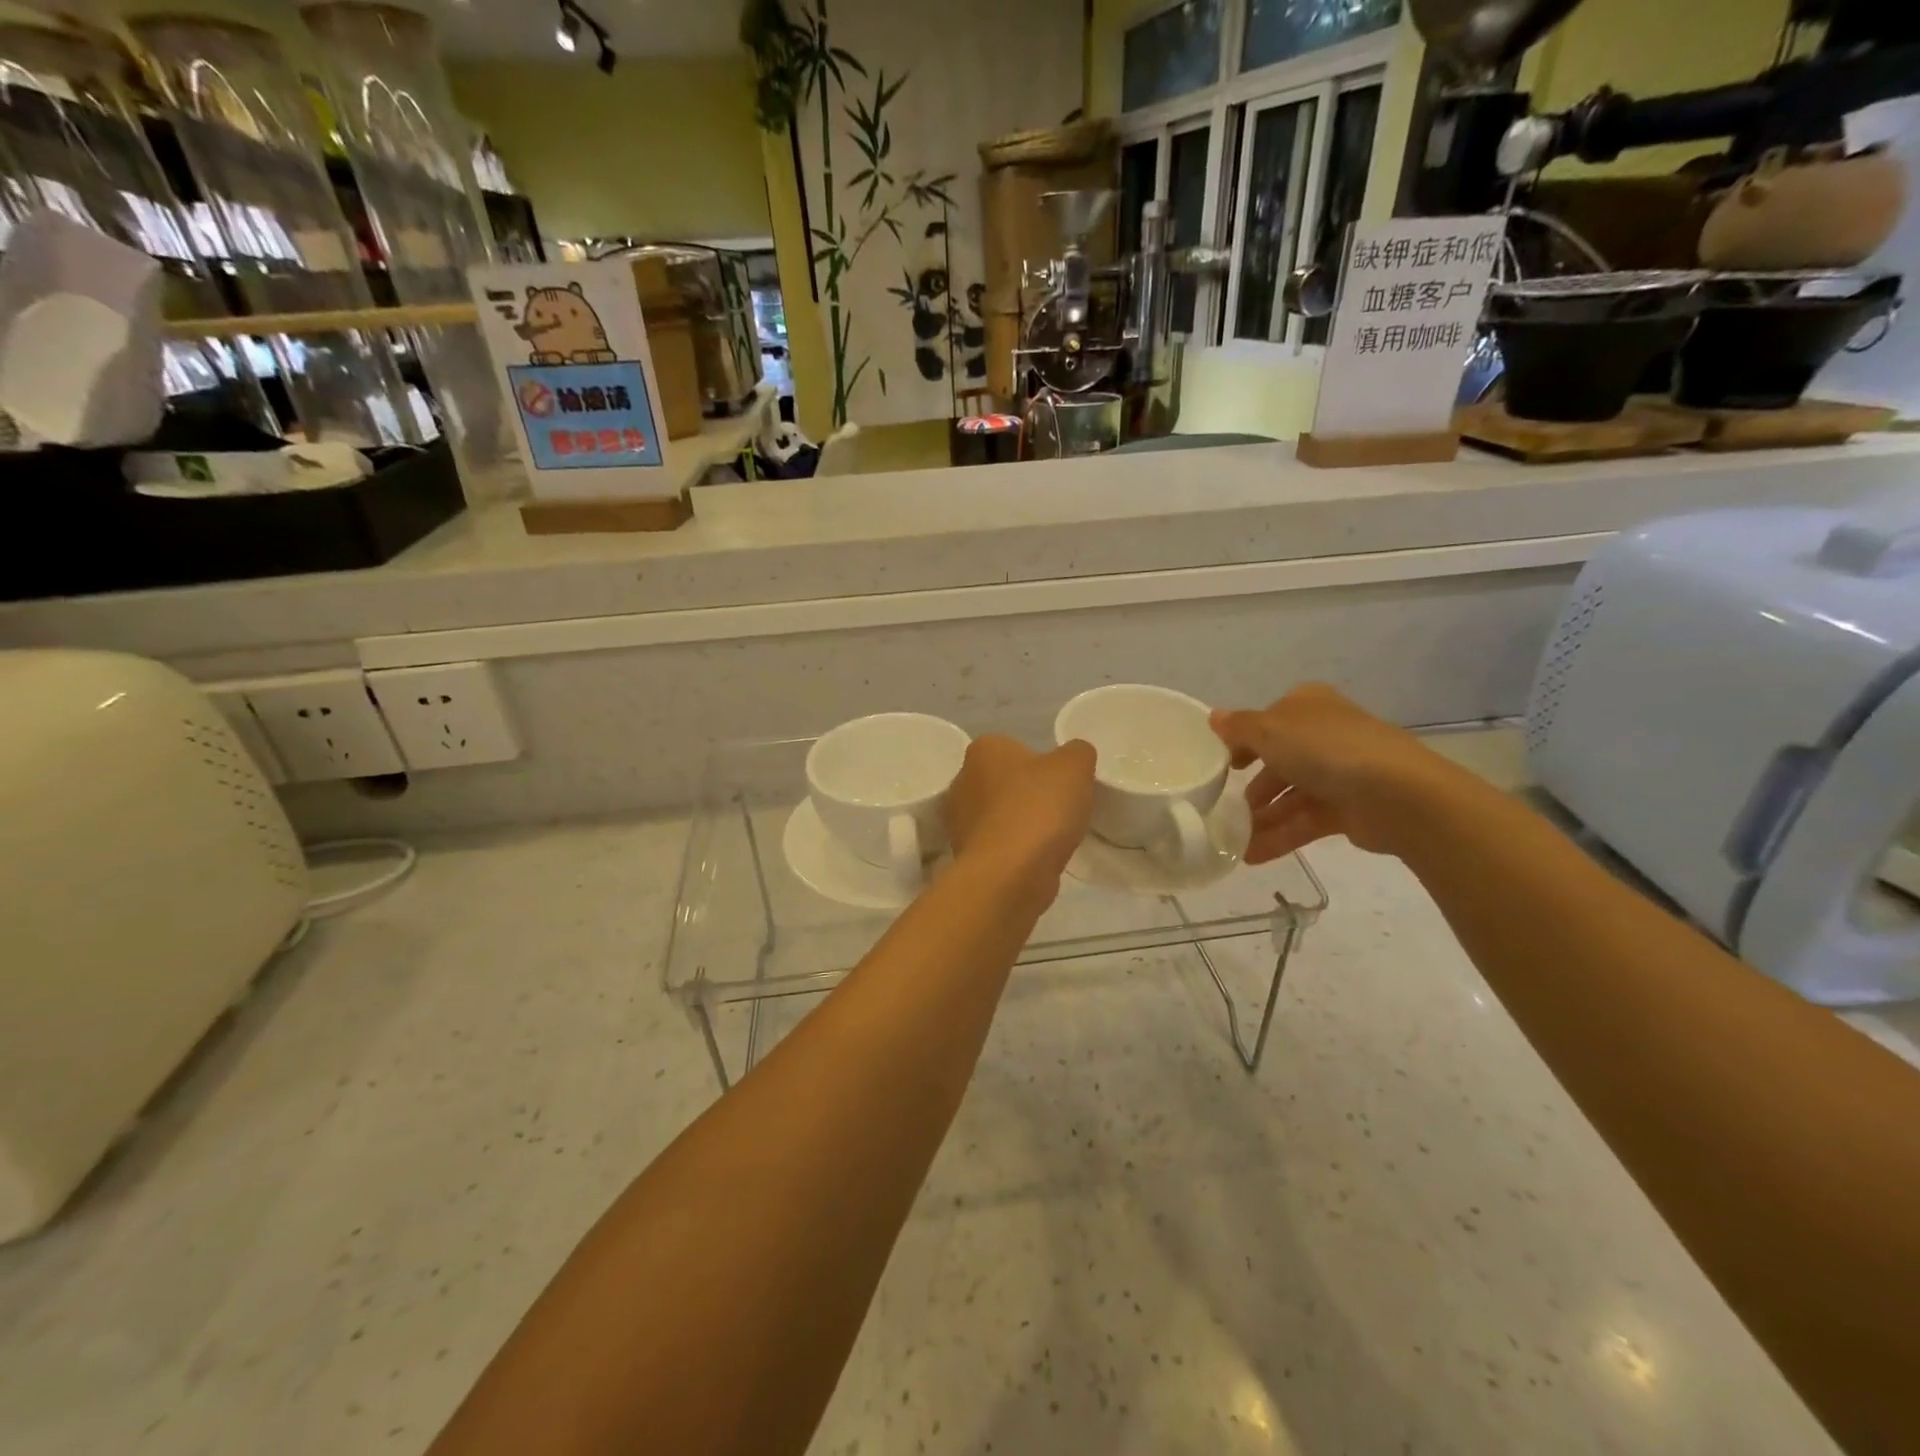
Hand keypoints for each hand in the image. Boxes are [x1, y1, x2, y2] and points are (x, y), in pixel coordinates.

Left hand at [946, 735, 1095, 885]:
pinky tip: (1034, 859)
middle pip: (1003, 782)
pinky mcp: (964, 855)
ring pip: (998, 815)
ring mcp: (958, 821)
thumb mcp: (1075, 766)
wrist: (1010, 874)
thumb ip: (1077, 753)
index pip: (1013, 747)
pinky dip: (1013, 850)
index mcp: (983, 750)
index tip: (1060, 783)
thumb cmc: (1039, 809)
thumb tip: (1074, 756)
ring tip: (1049, 838)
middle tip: (1058, 809)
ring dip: (1019, 823)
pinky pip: (996, 844)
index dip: (1040, 764)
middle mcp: (962, 781)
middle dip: (1026, 794)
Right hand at [1210, 684, 1465, 862]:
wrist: (1397, 795)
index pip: (1269, 720)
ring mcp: (1341, 773)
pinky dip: (1280, 836)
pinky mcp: (1350, 809)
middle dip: (1253, 786)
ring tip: (1234, 839)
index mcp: (1308, 706)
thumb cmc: (1326, 750)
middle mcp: (1325, 735)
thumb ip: (1239, 728)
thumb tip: (1214, 717)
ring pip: (1291, 795)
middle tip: (1225, 807)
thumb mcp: (1270, 731)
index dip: (1244, 740)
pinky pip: (1305, 822)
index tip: (1224, 765)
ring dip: (1262, 817)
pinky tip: (1253, 855)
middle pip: (1280, 760)